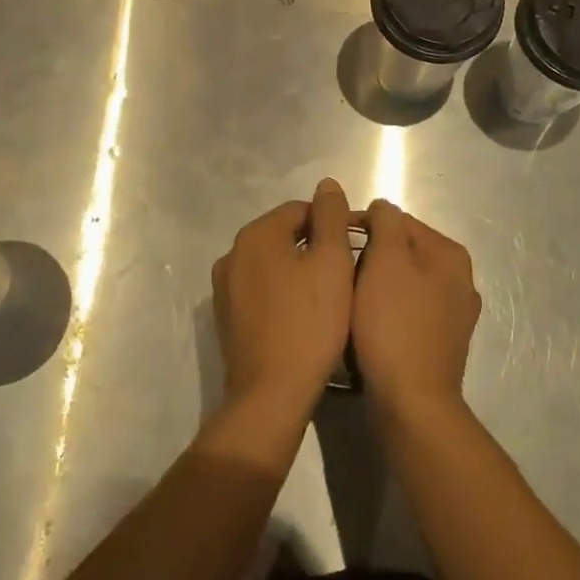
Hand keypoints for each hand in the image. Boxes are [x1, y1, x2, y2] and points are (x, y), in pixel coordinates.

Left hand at [212, 179, 355, 417]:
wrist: (272, 394)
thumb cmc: (309, 322)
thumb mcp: (332, 262)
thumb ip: (330, 217)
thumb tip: (326, 184)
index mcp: (256, 234)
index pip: (300, 210)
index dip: (331, 224)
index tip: (354, 248)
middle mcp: (232, 253)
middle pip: (283, 235)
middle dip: (314, 247)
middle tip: (344, 274)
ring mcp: (225, 288)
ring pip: (271, 264)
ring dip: (297, 270)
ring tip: (326, 296)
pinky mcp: (226, 318)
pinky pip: (260, 290)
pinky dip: (281, 293)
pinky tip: (302, 316)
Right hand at [353, 201, 479, 424]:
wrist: (412, 404)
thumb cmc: (394, 324)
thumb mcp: (385, 259)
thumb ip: (385, 221)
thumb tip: (382, 208)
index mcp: (450, 253)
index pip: (398, 221)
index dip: (363, 226)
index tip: (333, 241)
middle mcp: (460, 280)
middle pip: (402, 252)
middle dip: (371, 257)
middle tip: (339, 274)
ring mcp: (454, 316)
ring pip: (404, 284)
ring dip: (377, 286)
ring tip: (350, 301)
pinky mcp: (441, 345)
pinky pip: (407, 314)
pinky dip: (388, 313)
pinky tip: (369, 327)